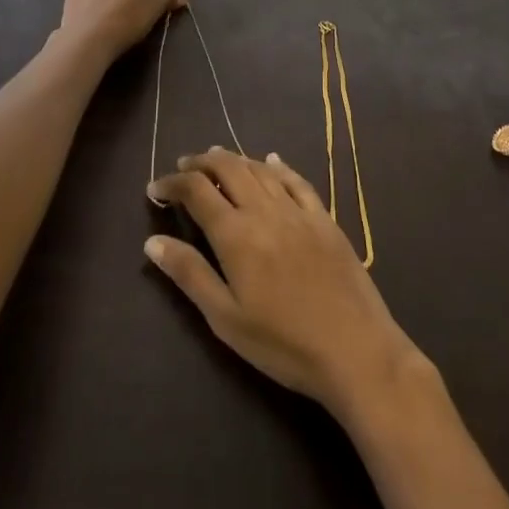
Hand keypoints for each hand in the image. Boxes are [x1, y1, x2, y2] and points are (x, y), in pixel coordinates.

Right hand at [145, 148, 427, 418]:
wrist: (354, 349)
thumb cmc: (282, 343)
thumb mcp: (226, 318)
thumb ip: (190, 274)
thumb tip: (153, 241)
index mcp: (236, 234)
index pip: (197, 191)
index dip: (172, 183)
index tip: (155, 188)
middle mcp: (265, 210)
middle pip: (228, 169)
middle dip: (201, 162)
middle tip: (183, 165)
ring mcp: (298, 211)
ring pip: (261, 169)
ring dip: (235, 159)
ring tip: (217, 158)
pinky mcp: (324, 219)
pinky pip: (297, 181)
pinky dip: (279, 167)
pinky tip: (272, 161)